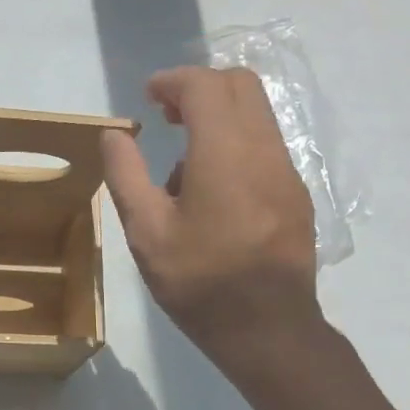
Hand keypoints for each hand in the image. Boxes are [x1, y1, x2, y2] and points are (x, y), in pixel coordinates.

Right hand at [102, 66, 323, 381]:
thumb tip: (113, 134)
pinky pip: (266, 146)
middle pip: (240, 85)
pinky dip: (236, 145)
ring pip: (256, 115)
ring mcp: (286, 171)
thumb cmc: (198, 283)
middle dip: (200, 88)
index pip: (204, 86)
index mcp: (224, 153)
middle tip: (166, 117)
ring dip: (218, 119)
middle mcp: (263, 149)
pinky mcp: (295, 194)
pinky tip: (212, 193)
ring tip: (183, 168)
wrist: (266, 328)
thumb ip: (126, 176)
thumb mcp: (147, 233)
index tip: (147, 97)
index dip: (172, 81)